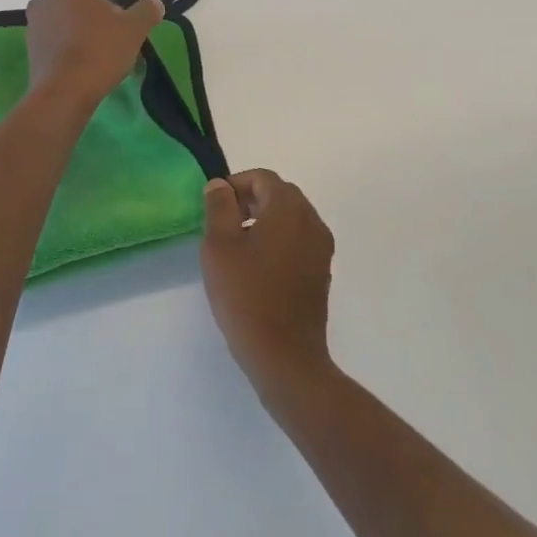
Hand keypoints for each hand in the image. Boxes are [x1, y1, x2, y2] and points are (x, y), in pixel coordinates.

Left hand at [25, 0, 163, 104]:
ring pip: (64, 10)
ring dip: (86, 17)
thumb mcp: (133, 28)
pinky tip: (93, 54)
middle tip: (120, 13)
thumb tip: (154, 3)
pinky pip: (56, 32)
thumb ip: (146, 10)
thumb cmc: (98, 51)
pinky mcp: (33, 48)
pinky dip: (74, 35)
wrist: (62, 95)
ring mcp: (35, 25)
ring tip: (109, 36)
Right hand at [201, 170, 335, 395]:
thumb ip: (219, 207)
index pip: (262, 178)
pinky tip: (256, 270)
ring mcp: (321, 248)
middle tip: (222, 225)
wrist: (286, 357)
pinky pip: (298, 241)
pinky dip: (277, 242)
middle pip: (279, 194)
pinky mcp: (322, 273)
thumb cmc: (247, 295)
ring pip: (290, 218)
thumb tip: (220, 185)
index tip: (214, 207)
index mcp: (289, 207)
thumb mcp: (219, 246)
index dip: (235, 185)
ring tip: (236, 249)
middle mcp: (312, 221)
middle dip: (249, 202)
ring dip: (263, 222)